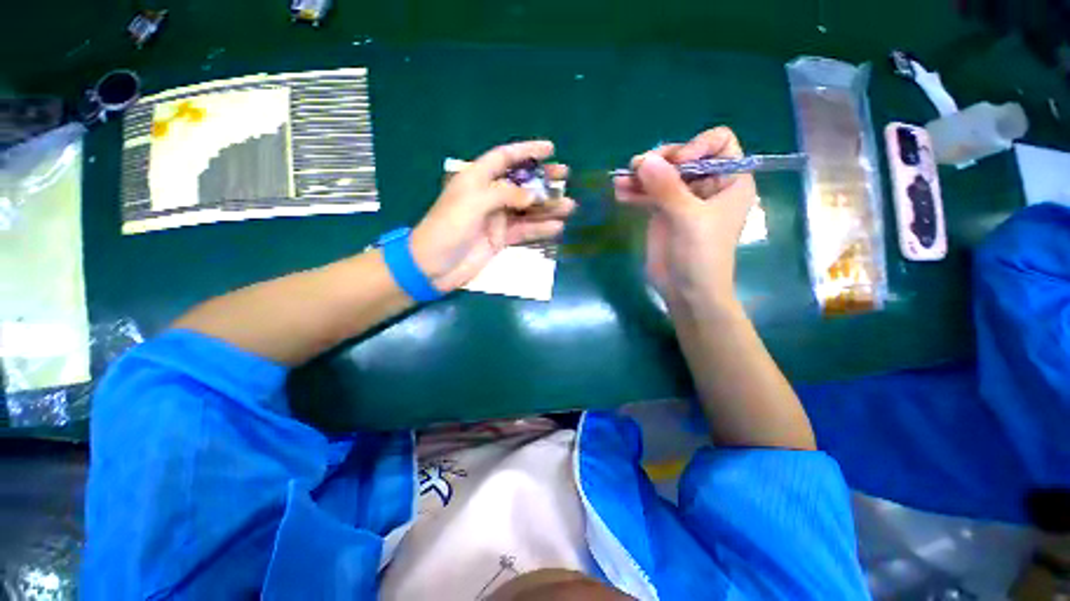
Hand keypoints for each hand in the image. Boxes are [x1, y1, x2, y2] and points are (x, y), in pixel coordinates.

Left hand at [411, 140, 575, 292]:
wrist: (435, 266)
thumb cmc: (448, 228)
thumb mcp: (473, 203)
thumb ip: (504, 194)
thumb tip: (533, 196)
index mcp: (477, 179)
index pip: (504, 158)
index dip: (526, 151)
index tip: (550, 149)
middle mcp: (489, 196)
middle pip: (521, 183)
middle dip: (543, 179)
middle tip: (565, 177)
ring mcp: (496, 219)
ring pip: (527, 209)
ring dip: (547, 207)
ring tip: (569, 206)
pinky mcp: (501, 239)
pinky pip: (524, 231)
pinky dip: (540, 229)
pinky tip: (557, 227)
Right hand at [613, 127, 756, 309]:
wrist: (686, 291)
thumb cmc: (701, 255)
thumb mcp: (688, 219)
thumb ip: (667, 188)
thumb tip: (644, 160)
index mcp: (729, 181)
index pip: (718, 143)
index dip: (696, 146)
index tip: (676, 164)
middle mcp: (707, 185)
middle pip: (683, 157)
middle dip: (660, 161)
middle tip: (637, 168)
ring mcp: (682, 200)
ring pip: (662, 175)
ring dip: (640, 176)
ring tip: (621, 181)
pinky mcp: (663, 213)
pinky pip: (648, 194)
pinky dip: (635, 192)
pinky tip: (620, 193)